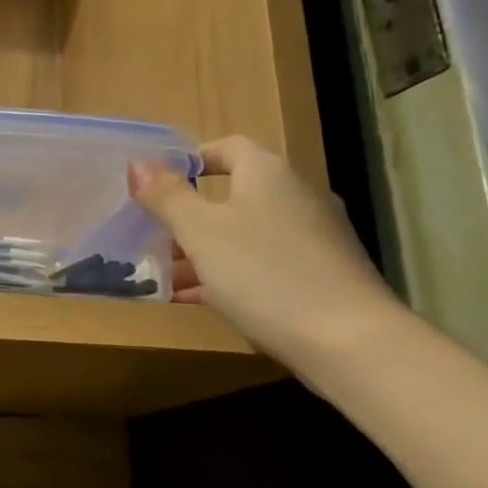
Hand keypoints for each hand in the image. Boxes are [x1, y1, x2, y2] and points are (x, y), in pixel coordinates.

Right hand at [129, 136, 398, 363]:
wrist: (349, 341)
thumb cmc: (264, 273)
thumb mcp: (200, 232)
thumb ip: (167, 196)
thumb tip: (138, 163)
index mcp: (267, 173)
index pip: (227, 147)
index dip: (191, 160)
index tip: (157, 185)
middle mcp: (296, 195)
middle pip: (234, 194)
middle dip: (190, 215)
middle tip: (153, 236)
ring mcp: (314, 237)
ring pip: (247, 233)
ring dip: (206, 250)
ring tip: (167, 275)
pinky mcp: (323, 275)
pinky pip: (265, 264)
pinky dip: (232, 274)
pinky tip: (203, 300)